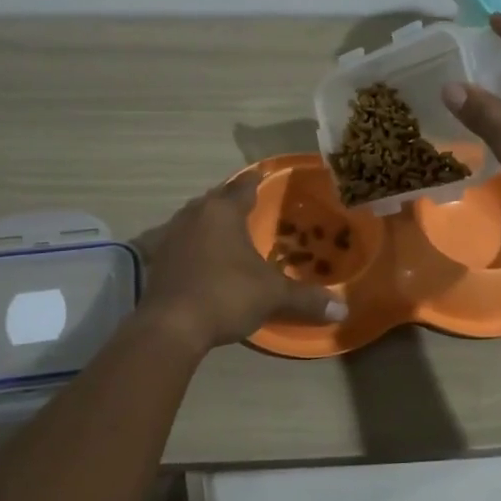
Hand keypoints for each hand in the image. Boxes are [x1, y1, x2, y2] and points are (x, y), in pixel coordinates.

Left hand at [135, 173, 347, 351]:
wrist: (171, 325)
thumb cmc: (226, 295)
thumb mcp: (272, 295)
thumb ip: (306, 298)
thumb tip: (344, 309)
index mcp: (223, 212)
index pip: (243, 187)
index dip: (256, 181)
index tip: (262, 175)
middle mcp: (194, 215)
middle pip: (216, 198)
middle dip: (231, 199)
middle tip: (248, 204)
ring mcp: (170, 235)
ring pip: (194, 218)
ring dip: (209, 220)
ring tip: (225, 229)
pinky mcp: (156, 259)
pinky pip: (178, 241)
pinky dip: (191, 243)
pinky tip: (199, 255)